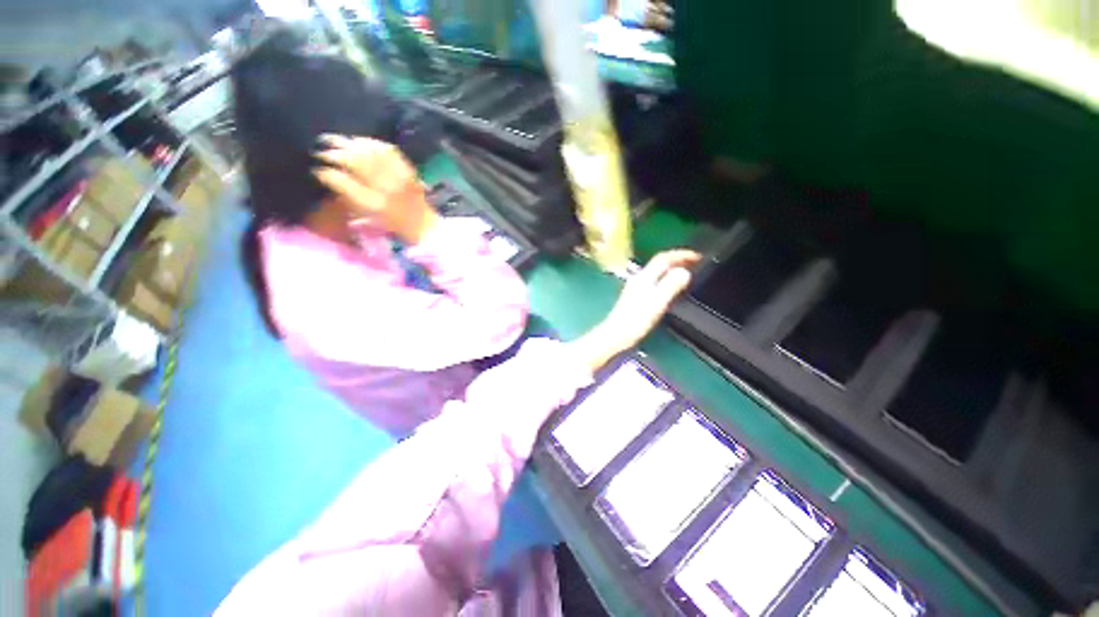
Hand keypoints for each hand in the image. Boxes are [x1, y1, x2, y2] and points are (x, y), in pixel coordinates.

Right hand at [313, 135, 439, 244]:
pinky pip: (388, 150)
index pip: (343, 181)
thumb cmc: (394, 226)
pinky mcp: (409, 171)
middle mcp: (386, 189)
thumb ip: (348, 199)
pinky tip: (359, 141)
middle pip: (355, 161)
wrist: (424, 225)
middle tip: (322, 149)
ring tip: (336, 141)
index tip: (317, 169)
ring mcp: (399, 178)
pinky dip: (371, 143)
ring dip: (349, 143)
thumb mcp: (368, 219)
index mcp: (374, 205)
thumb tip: (326, 176)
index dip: (326, 173)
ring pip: (370, 152)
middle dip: (335, 152)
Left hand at [571, 249, 699, 372]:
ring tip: (685, 272)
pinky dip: (665, 278)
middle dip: (677, 260)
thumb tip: (684, 272)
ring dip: (671, 269)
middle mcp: (639, 279)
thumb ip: (670, 285)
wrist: (616, 335)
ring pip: (656, 271)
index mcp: (644, 277)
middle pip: (659, 263)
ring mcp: (635, 287)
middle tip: (694, 263)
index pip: (663, 258)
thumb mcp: (657, 302)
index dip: (681, 254)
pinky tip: (669, 287)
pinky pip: (653, 280)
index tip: (697, 257)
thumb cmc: (636, 321)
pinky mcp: (634, 296)